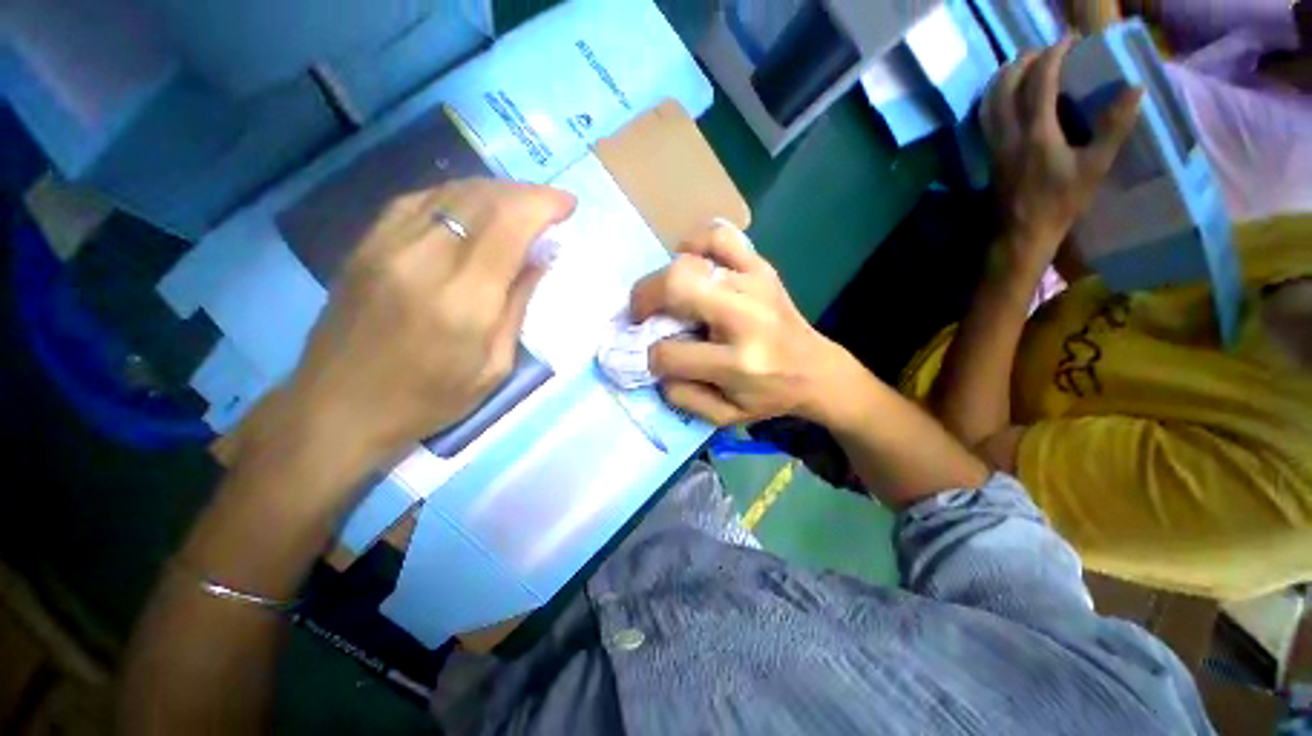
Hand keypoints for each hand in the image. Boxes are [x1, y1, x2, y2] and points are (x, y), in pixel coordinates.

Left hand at [255, 179, 574, 474]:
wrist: (339, 408)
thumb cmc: (429, 398)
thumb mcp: (494, 365)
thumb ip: (518, 305)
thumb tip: (540, 259)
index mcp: (464, 299)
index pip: (508, 226)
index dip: (543, 205)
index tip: (568, 205)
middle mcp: (424, 259)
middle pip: (482, 199)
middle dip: (525, 194)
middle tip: (550, 205)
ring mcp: (386, 245)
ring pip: (450, 191)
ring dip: (495, 191)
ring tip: (520, 205)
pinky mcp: (366, 244)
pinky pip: (419, 200)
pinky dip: (457, 197)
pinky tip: (473, 210)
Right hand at [630, 223, 843, 426]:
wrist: (816, 370)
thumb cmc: (769, 395)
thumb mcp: (725, 416)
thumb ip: (682, 396)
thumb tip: (651, 361)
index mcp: (738, 363)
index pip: (669, 353)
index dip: (648, 357)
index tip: (650, 357)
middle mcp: (745, 317)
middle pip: (677, 286)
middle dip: (643, 299)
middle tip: (640, 315)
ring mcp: (755, 285)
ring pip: (692, 259)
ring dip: (666, 276)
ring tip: (666, 294)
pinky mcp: (762, 268)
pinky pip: (720, 237)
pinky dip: (695, 244)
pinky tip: (691, 264)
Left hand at [982, 37, 1141, 273]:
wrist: (1022, 232)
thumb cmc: (1060, 202)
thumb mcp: (1095, 166)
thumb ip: (1114, 126)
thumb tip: (1135, 88)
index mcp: (1036, 133)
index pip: (1039, 81)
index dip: (1053, 55)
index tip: (1070, 40)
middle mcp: (1008, 134)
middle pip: (1006, 85)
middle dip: (1025, 60)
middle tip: (1046, 50)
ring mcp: (994, 145)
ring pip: (990, 101)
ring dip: (1005, 77)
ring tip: (1025, 65)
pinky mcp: (990, 155)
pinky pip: (986, 118)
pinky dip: (995, 98)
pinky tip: (1008, 96)